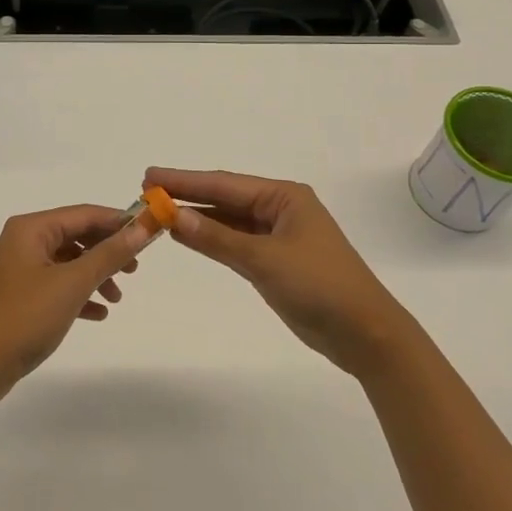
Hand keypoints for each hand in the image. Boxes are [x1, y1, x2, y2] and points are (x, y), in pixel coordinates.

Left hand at [0, 205, 156, 406]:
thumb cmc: (22, 317)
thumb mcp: (72, 284)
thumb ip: (108, 255)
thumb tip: (142, 229)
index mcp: (31, 229)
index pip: (84, 214)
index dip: (118, 222)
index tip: (149, 234)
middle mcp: (23, 242)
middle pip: (76, 236)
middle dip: (107, 250)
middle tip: (135, 270)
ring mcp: (19, 270)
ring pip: (68, 263)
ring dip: (95, 275)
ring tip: (117, 297)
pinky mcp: (19, 297)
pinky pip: (57, 286)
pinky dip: (78, 295)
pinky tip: (98, 314)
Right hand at [146, 168, 405, 375]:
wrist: (364, 334)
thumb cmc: (319, 286)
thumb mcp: (263, 260)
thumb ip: (216, 239)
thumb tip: (173, 216)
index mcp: (284, 197)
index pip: (224, 185)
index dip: (184, 181)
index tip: (150, 176)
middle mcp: (280, 209)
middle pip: (224, 199)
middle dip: (187, 195)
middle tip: (146, 191)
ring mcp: (278, 235)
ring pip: (228, 221)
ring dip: (196, 218)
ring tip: (158, 211)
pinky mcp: (275, 260)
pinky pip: (235, 242)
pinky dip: (211, 239)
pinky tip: (186, 236)